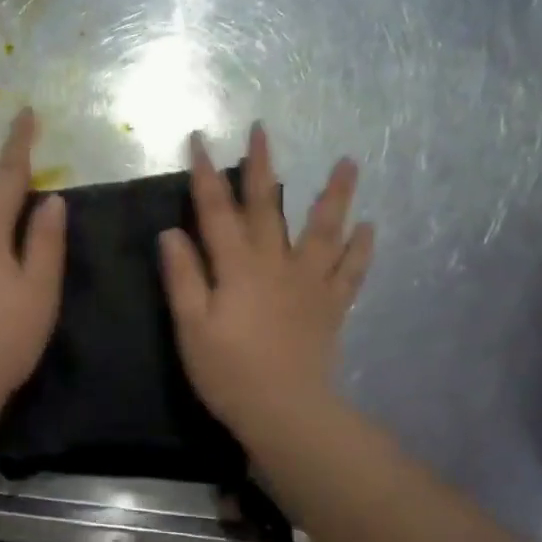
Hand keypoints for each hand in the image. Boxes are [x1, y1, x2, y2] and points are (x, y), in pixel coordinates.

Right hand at [158, 124, 373, 439]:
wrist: (285, 411)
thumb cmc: (229, 372)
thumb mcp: (191, 327)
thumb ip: (183, 277)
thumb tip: (171, 232)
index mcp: (238, 267)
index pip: (216, 211)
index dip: (205, 175)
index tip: (199, 140)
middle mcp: (276, 264)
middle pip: (268, 207)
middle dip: (262, 166)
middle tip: (263, 130)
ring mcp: (309, 283)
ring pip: (323, 230)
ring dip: (334, 195)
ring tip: (349, 163)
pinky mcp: (330, 306)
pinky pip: (350, 271)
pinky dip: (360, 249)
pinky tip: (369, 228)